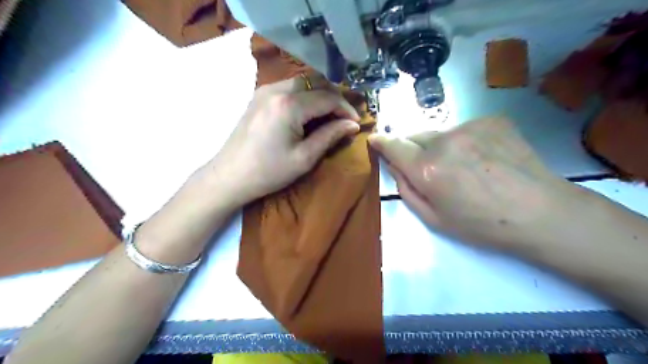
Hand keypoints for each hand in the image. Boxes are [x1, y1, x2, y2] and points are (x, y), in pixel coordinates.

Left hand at [207, 75, 358, 205]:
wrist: (230, 176)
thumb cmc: (269, 172)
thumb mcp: (304, 158)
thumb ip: (330, 136)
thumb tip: (352, 125)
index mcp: (289, 105)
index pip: (327, 97)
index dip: (346, 108)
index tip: (356, 123)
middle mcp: (276, 89)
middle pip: (316, 82)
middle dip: (334, 97)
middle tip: (343, 117)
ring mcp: (265, 90)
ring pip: (302, 82)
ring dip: (319, 95)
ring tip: (328, 116)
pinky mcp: (258, 97)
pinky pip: (289, 88)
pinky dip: (304, 96)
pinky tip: (307, 113)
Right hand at [369, 117, 576, 249]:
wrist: (540, 213)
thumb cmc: (481, 225)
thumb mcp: (434, 219)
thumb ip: (406, 189)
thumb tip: (395, 165)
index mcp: (428, 169)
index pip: (394, 145)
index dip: (381, 142)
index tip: (375, 139)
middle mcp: (445, 141)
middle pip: (415, 136)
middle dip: (413, 149)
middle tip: (429, 168)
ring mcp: (470, 126)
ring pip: (440, 133)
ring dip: (440, 147)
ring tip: (464, 167)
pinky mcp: (492, 120)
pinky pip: (465, 129)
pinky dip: (464, 141)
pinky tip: (484, 159)